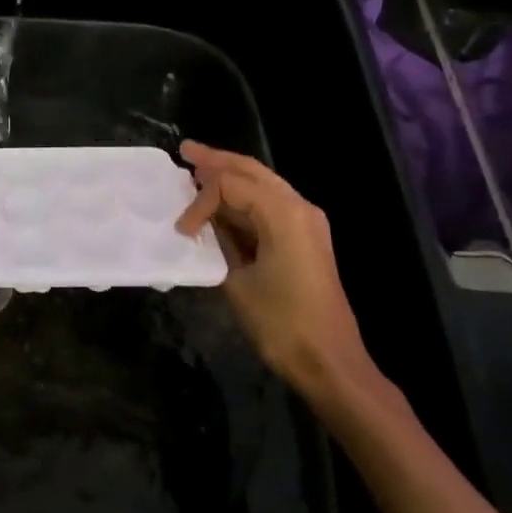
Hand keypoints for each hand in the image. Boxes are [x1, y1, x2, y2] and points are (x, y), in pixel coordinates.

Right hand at [176, 141, 378, 410]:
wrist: (330, 362)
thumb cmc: (281, 323)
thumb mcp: (237, 280)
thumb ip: (220, 241)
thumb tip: (206, 224)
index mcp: (283, 213)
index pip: (229, 184)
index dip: (200, 201)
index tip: (182, 231)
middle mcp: (299, 206)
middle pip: (251, 170)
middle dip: (217, 160)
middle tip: (186, 150)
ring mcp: (307, 221)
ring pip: (263, 183)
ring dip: (230, 176)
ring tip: (198, 167)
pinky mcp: (306, 238)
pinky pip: (270, 204)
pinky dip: (244, 197)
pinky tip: (223, 199)